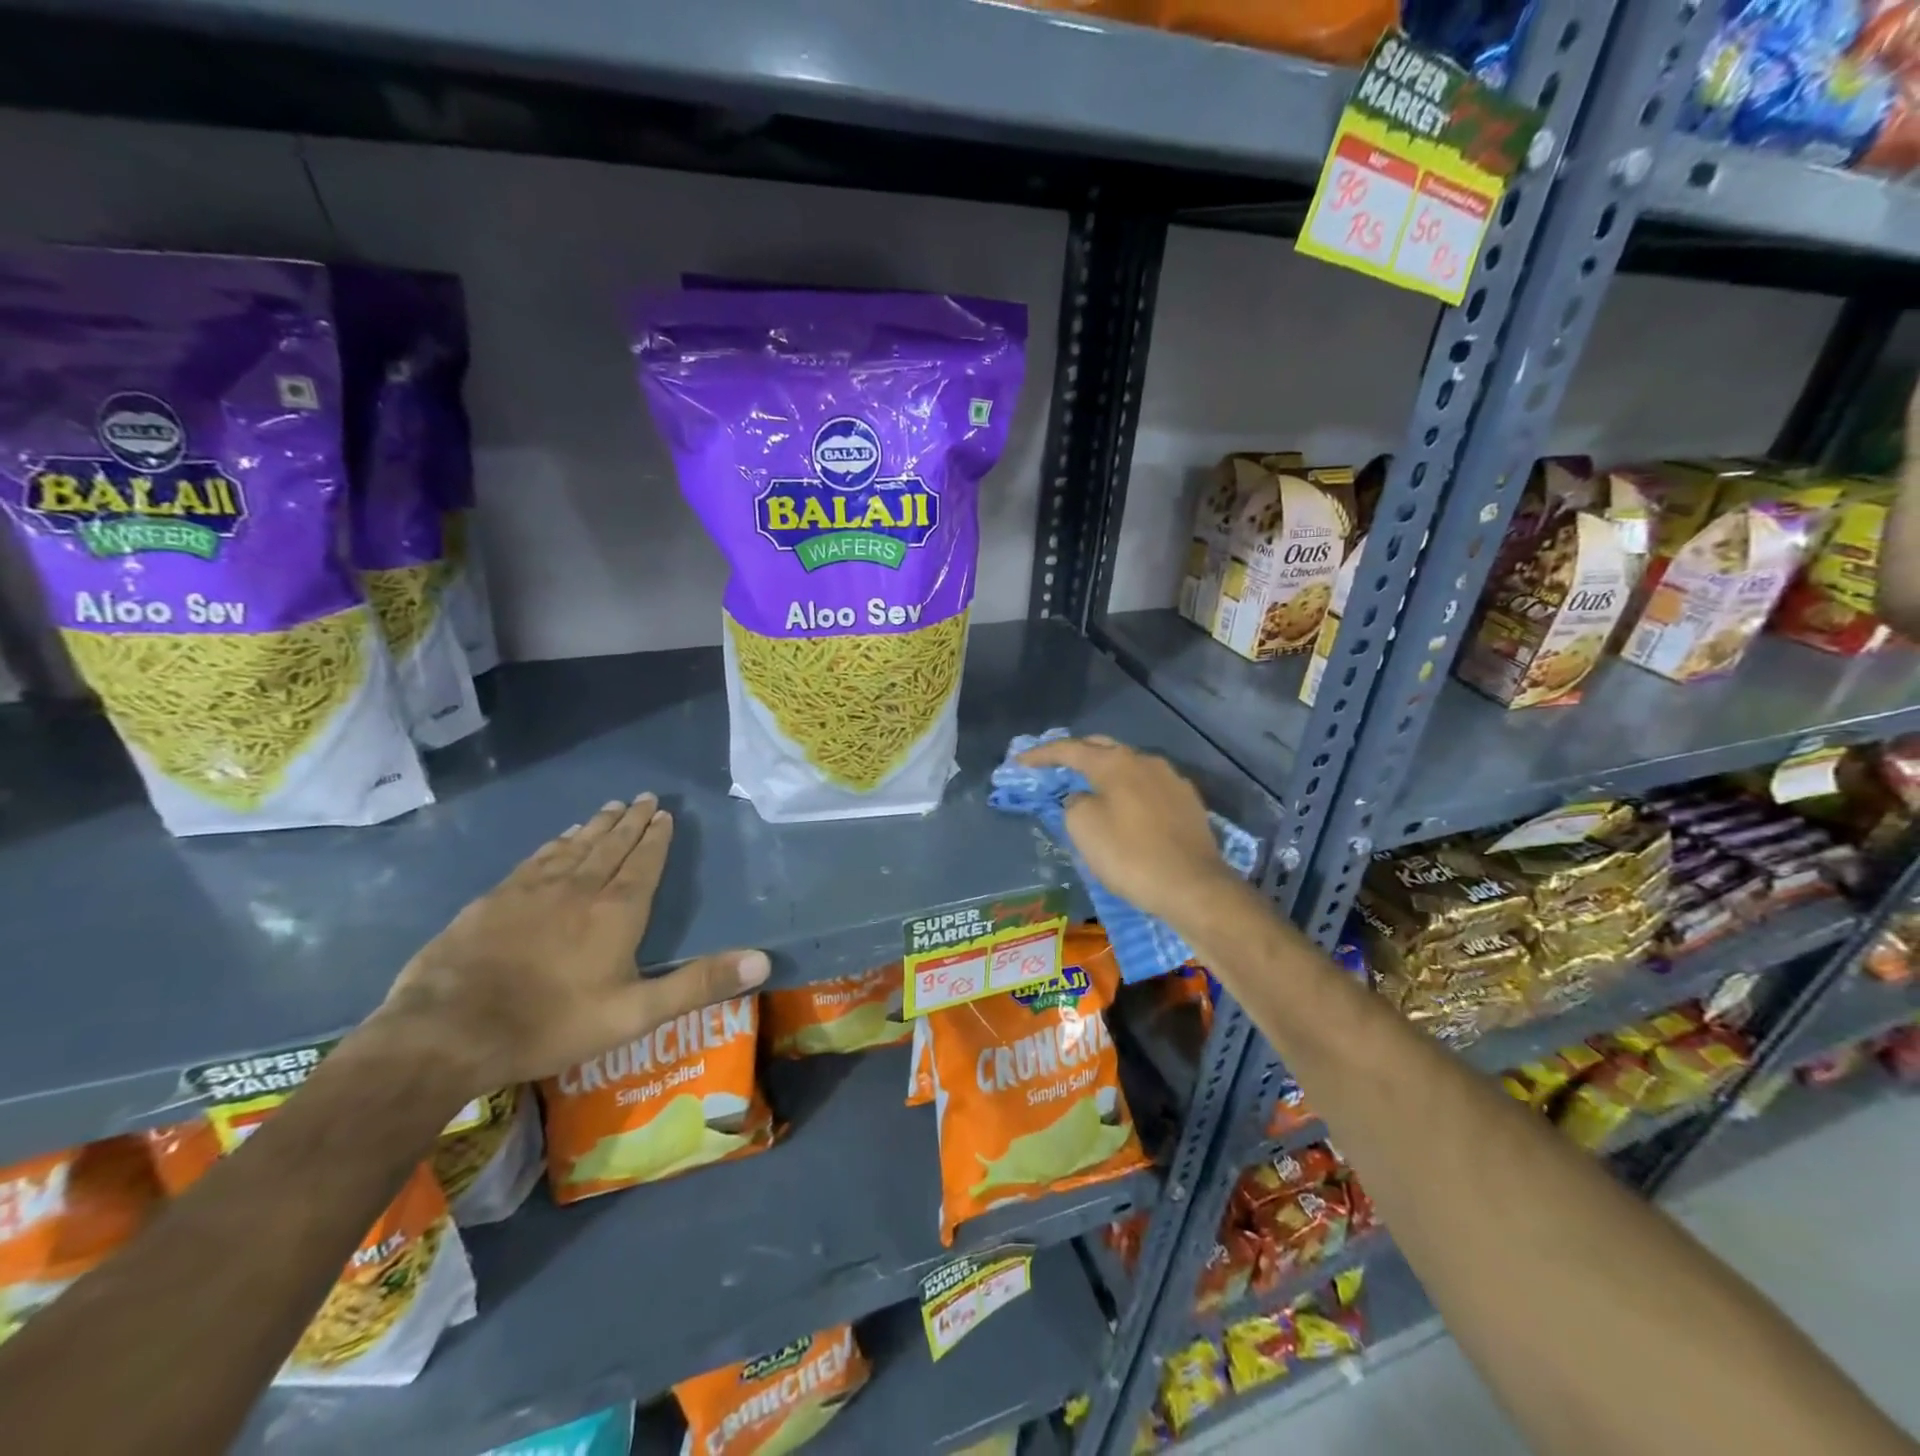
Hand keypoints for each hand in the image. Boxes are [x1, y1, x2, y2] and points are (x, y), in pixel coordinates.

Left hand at [374, 794, 768, 1096]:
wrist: (447, 1031)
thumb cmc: (552, 1023)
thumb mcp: (636, 1013)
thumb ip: (699, 984)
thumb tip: (763, 959)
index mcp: (617, 911)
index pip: (644, 862)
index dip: (656, 838)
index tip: (664, 813)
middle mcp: (579, 888)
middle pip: (611, 845)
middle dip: (631, 821)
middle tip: (644, 797)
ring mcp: (533, 890)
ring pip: (575, 846)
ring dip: (597, 825)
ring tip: (610, 807)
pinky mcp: (496, 899)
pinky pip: (537, 858)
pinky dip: (556, 843)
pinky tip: (560, 838)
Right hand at [1019, 736, 1237, 922]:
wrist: (1194, 887)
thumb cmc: (1130, 855)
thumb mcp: (1084, 828)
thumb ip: (1074, 803)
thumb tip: (1083, 797)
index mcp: (1116, 762)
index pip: (1069, 749)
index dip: (1040, 754)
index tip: (1019, 762)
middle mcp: (1146, 761)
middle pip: (1103, 748)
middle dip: (1076, 754)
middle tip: (1055, 767)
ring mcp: (1172, 780)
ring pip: (1129, 767)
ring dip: (1106, 773)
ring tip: (1090, 788)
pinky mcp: (1189, 803)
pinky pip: (1149, 787)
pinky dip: (1129, 792)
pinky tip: (1126, 809)